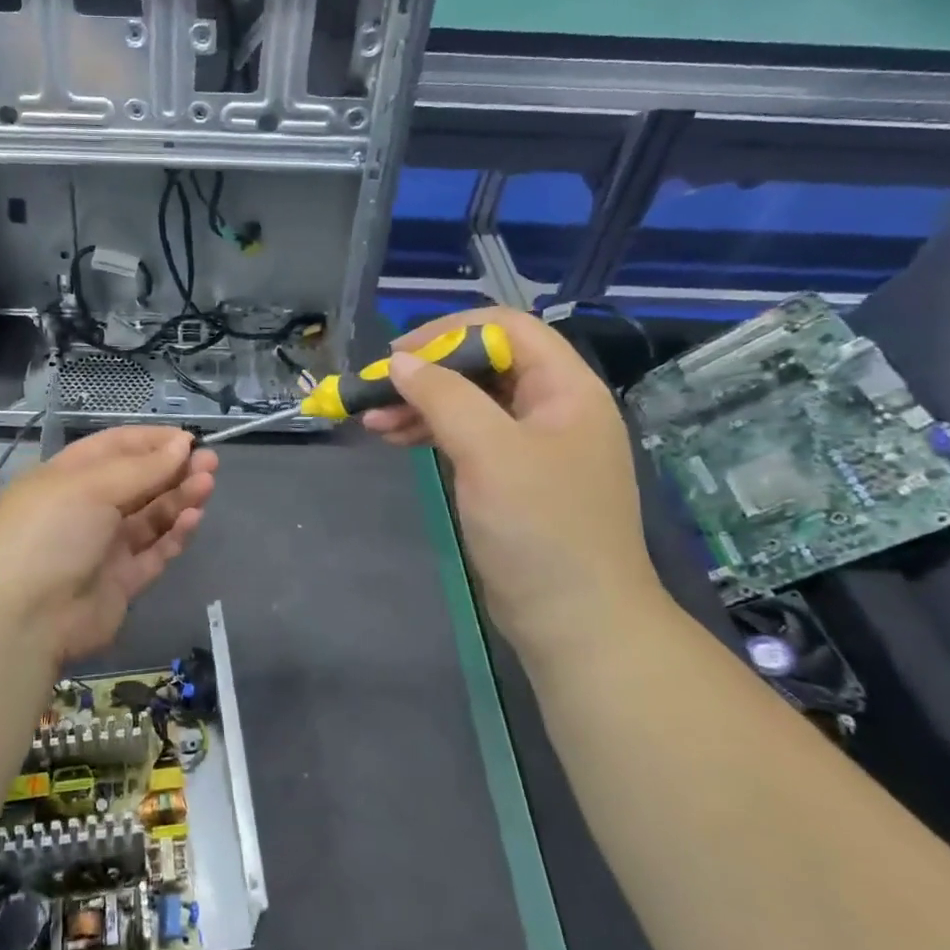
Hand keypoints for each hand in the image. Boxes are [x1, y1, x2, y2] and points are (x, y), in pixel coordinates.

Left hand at [0, 426, 217, 666]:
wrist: (21, 619)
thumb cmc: (49, 532)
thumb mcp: (92, 487)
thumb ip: (143, 468)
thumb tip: (182, 443)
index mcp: (69, 476)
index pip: (115, 448)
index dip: (152, 441)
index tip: (189, 439)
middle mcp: (87, 508)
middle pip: (138, 482)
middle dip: (173, 469)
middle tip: (210, 461)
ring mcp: (104, 547)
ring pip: (151, 516)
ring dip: (179, 498)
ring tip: (207, 484)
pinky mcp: (121, 582)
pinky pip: (154, 552)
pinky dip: (174, 534)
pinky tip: (193, 518)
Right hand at [362, 307, 662, 660]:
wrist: (576, 621)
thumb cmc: (540, 528)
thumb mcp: (489, 452)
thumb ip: (444, 397)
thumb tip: (400, 362)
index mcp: (566, 389)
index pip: (508, 328)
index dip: (450, 332)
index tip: (399, 356)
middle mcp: (553, 408)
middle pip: (484, 364)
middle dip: (427, 374)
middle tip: (377, 390)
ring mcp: (533, 445)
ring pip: (470, 402)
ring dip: (421, 405)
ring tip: (373, 422)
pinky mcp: (513, 477)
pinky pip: (469, 437)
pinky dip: (432, 434)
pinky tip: (396, 440)